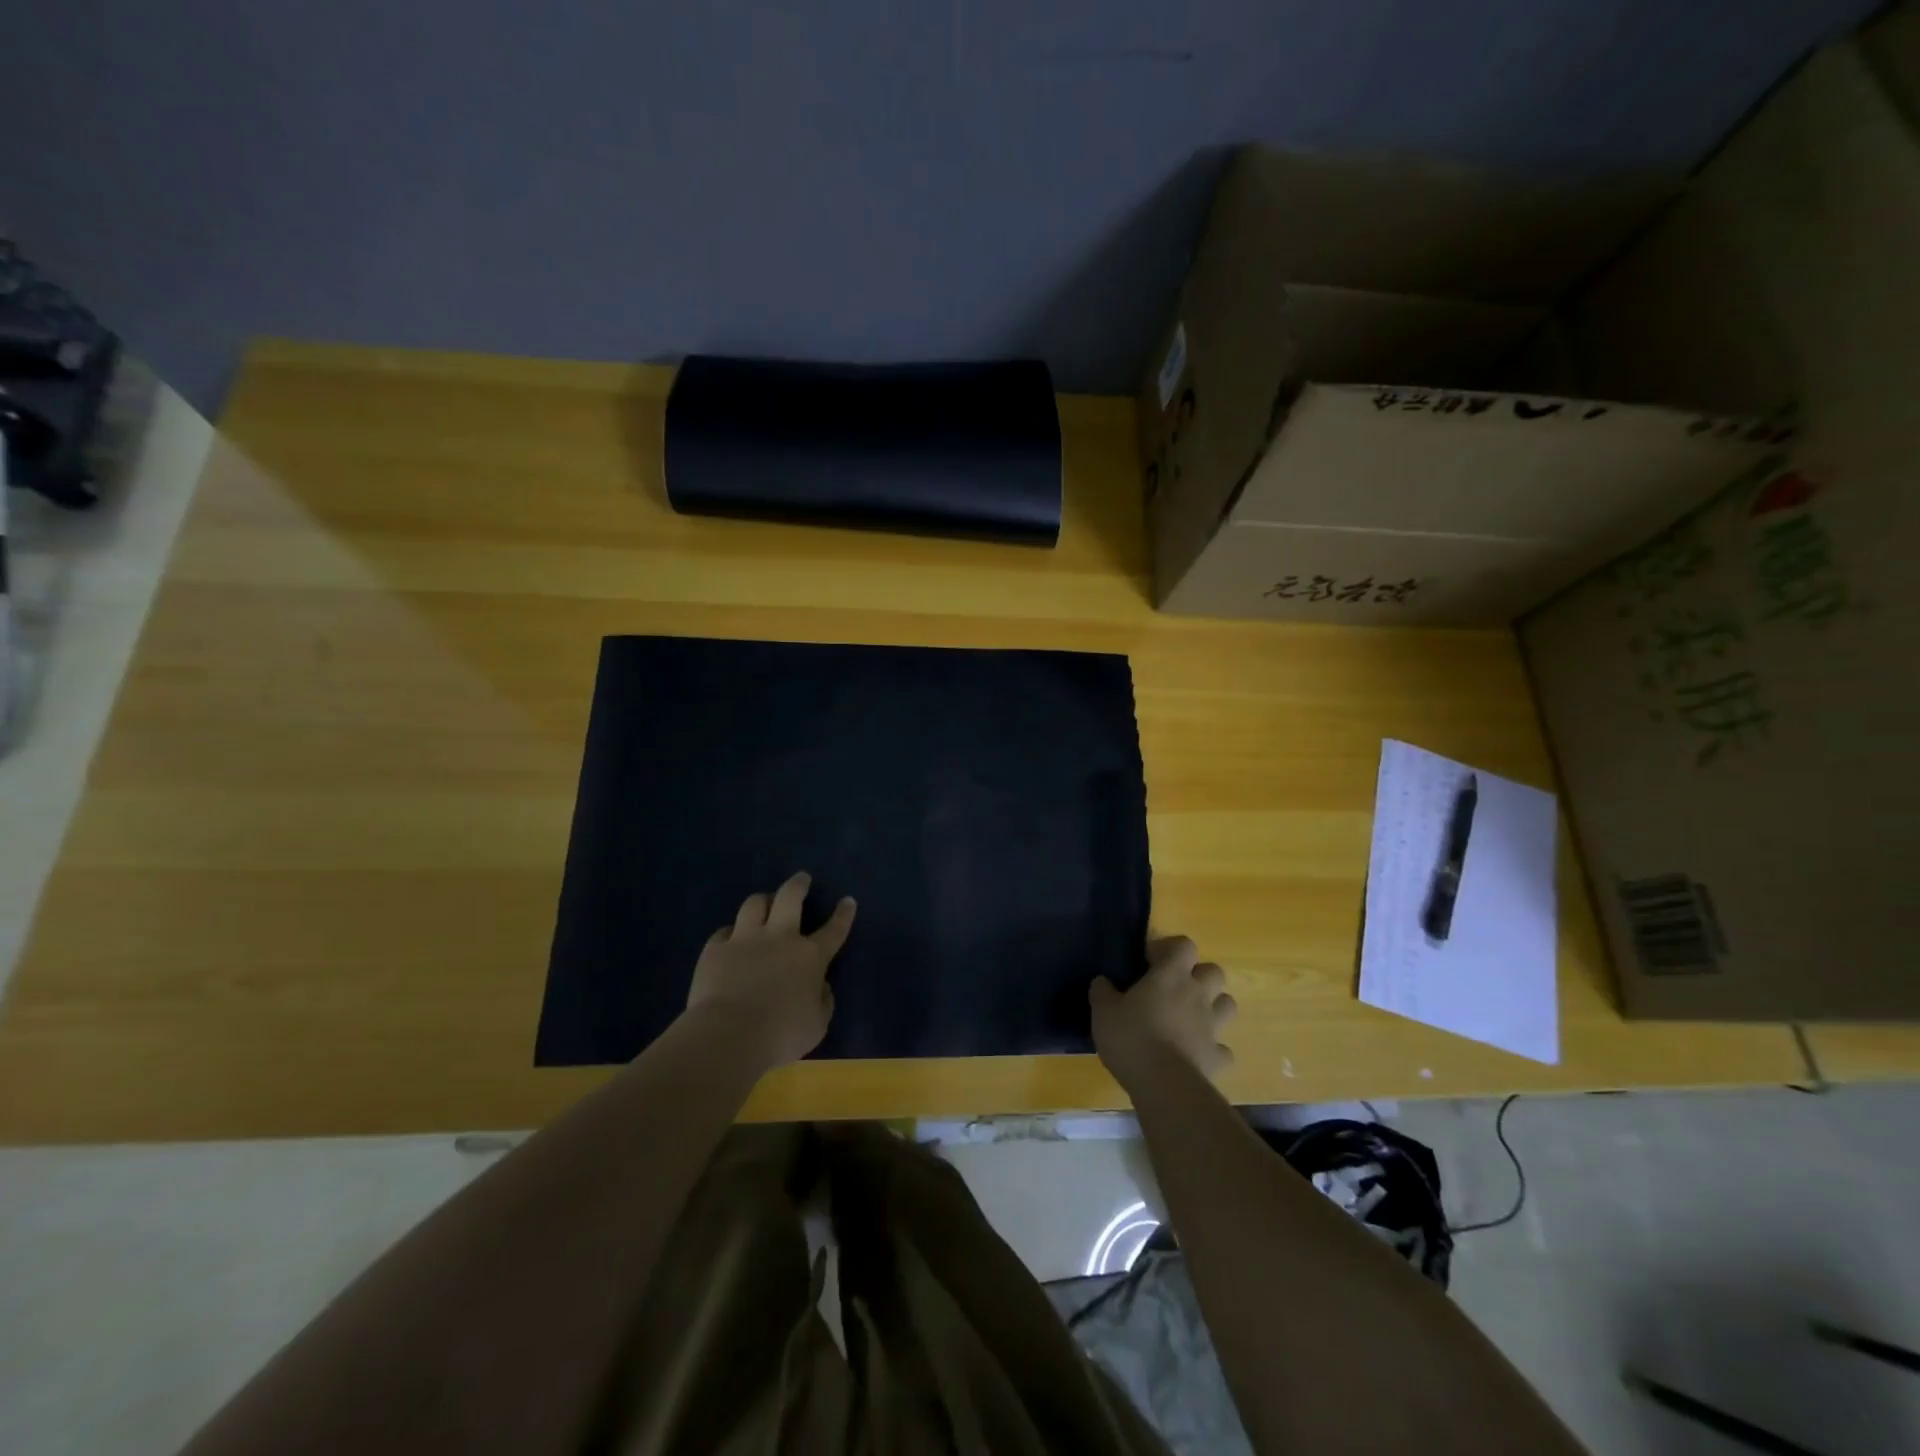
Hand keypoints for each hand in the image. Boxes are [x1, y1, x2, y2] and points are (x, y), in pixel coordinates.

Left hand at [683, 873, 855, 1073]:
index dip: (843, 915)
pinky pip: (723, 932)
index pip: (833, 930)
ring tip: (764, 902)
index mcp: (810, 957)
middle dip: (798, 885)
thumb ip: (822, 1000)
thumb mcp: (817, 1024)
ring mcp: (744, 940)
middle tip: (801, 878)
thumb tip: (820, 986)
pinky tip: (729, 938)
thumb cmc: (781, 1034)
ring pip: (754, 904)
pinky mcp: (715, 950)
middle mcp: (779, 938)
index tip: (848, 900)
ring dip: (762, 900)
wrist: (728, 1035)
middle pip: (790, 898)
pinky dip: (730, 933)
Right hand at [1090, 936, 1235, 1089]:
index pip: (1184, 945)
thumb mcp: (1103, 1011)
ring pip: (1227, 1005)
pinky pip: (1222, 1048)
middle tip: (1175, 988)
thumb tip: (1102, 981)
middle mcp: (1197, 994)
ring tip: (1191, 1017)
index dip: (1170, 949)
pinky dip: (1212, 1048)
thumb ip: (1103, 992)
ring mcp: (1212, 1026)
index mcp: (1171, 975)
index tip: (1151, 961)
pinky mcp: (1218, 1057)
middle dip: (1199, 976)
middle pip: (1214, 971)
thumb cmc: (1131, 1037)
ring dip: (1213, 1007)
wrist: (1164, 1084)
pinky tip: (1195, 1054)